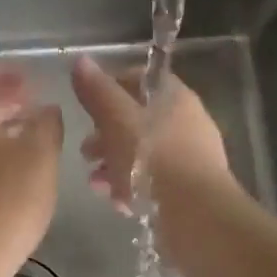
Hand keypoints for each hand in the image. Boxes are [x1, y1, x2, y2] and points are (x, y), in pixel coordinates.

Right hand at [71, 55, 230, 210]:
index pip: (139, 79)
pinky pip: (155, 181)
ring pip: (144, 153)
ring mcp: (192, 157)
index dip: (110, 88)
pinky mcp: (190, 189)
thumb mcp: (117, 120)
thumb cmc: (152, 159)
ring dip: (115, 165)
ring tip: (97, 184)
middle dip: (106, 136)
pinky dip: (134, 187)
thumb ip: (98, 92)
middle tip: (86, 153)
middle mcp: (188, 122)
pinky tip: (119, 203)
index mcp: (174, 97)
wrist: (195, 216)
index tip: (87, 107)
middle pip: (138, 120)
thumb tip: (81, 60)